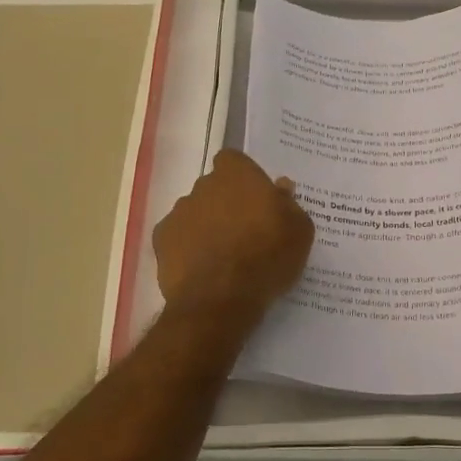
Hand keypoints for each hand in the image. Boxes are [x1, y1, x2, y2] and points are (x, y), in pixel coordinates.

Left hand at [154, 150, 313, 318]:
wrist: (221, 300)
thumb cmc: (267, 257)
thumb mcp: (299, 232)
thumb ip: (289, 204)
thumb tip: (281, 188)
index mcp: (237, 175)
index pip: (234, 160)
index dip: (245, 178)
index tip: (258, 200)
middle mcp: (203, 186)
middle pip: (215, 187)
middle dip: (227, 203)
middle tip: (247, 231)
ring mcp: (178, 213)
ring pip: (196, 212)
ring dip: (207, 226)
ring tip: (225, 256)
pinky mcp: (161, 241)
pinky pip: (178, 238)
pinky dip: (188, 248)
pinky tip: (203, 269)